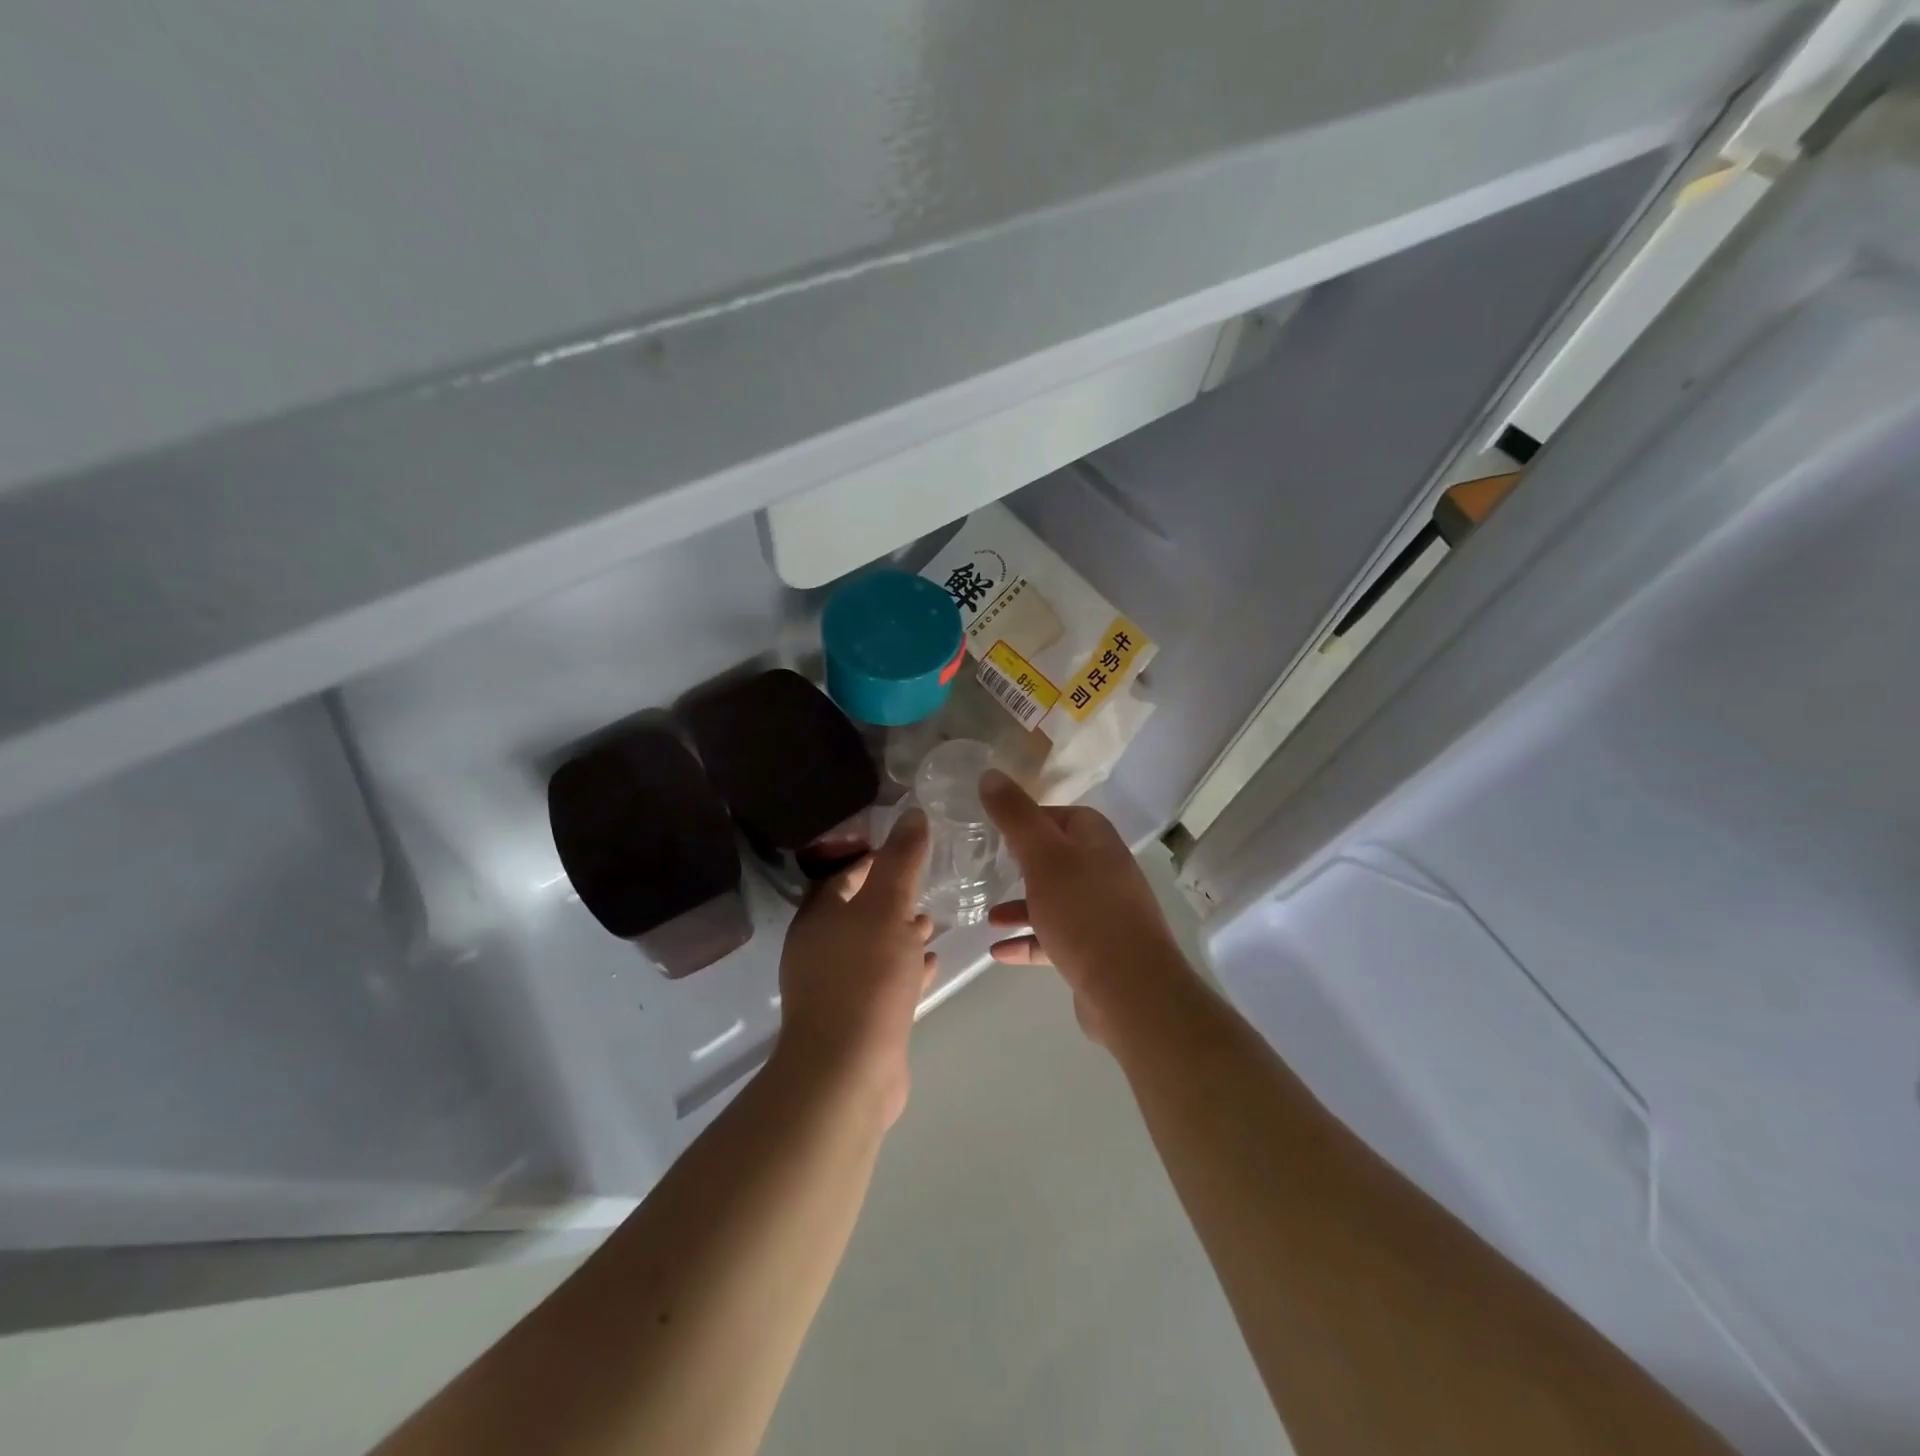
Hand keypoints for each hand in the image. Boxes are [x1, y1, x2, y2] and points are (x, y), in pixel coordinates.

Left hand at [774, 810, 935, 1126]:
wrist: (848, 1070)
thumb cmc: (865, 977)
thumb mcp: (887, 907)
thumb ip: (901, 860)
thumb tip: (912, 813)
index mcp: (819, 917)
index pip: (843, 875)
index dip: (873, 858)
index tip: (908, 846)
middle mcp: (821, 948)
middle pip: (858, 911)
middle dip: (890, 897)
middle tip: (925, 883)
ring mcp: (837, 986)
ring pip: (873, 947)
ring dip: (900, 933)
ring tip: (931, 921)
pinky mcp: (858, 1018)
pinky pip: (884, 981)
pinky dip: (906, 968)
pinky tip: (932, 963)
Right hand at [979, 771, 1195, 1045]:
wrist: (1130, 989)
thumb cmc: (1084, 912)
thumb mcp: (1042, 856)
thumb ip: (1015, 816)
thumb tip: (990, 774)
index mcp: (1098, 842)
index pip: (1063, 815)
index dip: (1030, 818)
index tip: (996, 829)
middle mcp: (1105, 872)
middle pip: (1058, 858)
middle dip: (1022, 864)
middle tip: (989, 867)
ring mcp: (1103, 914)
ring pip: (1056, 901)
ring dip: (1022, 906)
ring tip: (987, 918)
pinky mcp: (1097, 951)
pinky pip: (1056, 938)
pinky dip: (1029, 941)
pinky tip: (999, 952)